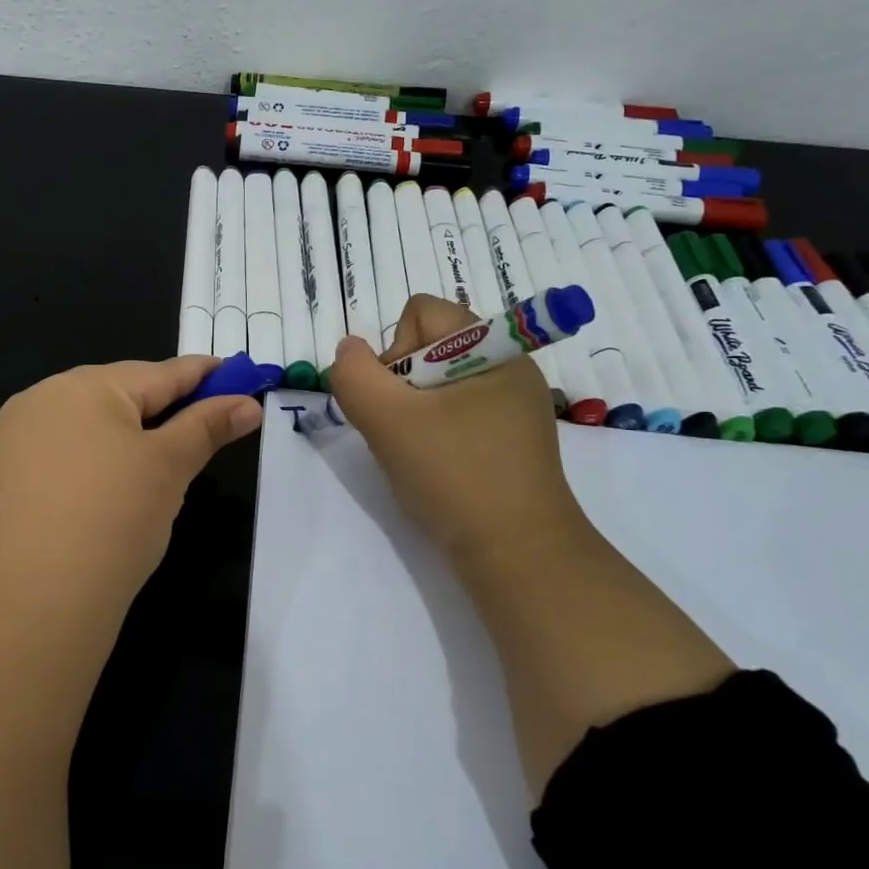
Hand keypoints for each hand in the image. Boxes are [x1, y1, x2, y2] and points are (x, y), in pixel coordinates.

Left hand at [0, 356, 262, 628]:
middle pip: (115, 397)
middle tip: (194, 433)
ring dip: (115, 442)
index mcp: (84, 387)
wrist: (21, 612)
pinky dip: (80, 472)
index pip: (159, 374)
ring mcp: (4, 444)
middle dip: (157, 411)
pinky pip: (49, 463)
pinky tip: (89, 506)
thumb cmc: (110, 522)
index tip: (233, 375)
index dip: (201, 375)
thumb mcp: (168, 469)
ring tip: (144, 477)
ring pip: (79, 431)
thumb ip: (206, 428)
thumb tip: (247, 403)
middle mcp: (37, 402)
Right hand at [332, 295, 732, 794]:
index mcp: (492, 347)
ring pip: (440, 382)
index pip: (421, 312)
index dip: (394, 349)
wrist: (518, 556)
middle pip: (430, 345)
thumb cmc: (453, 476)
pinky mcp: (514, 437)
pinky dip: (438, 431)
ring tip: (420, 452)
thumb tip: (350, 352)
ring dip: (415, 410)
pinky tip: (439, 466)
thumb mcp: (386, 420)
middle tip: (404, 430)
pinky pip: (460, 411)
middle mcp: (510, 365)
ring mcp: (515, 403)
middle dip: (402, 382)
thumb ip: (353, 374)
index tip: (397, 400)